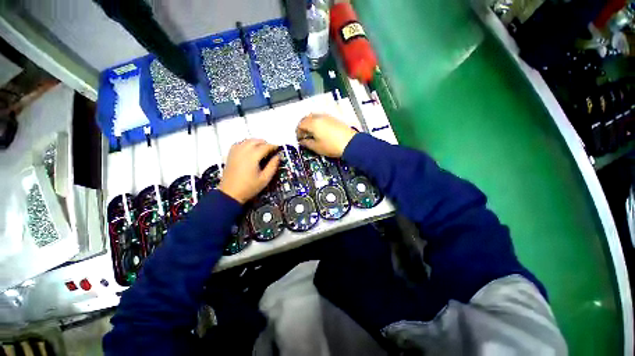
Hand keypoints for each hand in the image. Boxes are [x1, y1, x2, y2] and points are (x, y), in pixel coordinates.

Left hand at [218, 139, 279, 203]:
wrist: (230, 194)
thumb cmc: (249, 188)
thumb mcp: (265, 179)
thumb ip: (273, 166)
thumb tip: (277, 157)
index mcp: (252, 157)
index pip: (265, 147)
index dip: (273, 146)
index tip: (278, 148)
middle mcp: (243, 151)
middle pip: (256, 141)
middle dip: (265, 143)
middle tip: (271, 150)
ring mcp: (235, 152)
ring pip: (247, 141)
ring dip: (256, 142)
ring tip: (262, 149)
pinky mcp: (230, 155)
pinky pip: (239, 144)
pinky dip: (246, 144)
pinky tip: (249, 149)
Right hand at [296, 114, 356, 157]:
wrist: (350, 143)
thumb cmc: (332, 146)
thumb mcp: (317, 147)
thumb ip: (307, 143)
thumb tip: (302, 141)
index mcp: (313, 123)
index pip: (300, 125)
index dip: (298, 132)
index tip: (299, 139)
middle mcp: (319, 117)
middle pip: (306, 118)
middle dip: (303, 126)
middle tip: (304, 135)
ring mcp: (327, 116)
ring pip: (314, 117)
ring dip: (310, 124)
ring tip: (312, 133)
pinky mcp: (334, 118)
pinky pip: (322, 118)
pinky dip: (318, 123)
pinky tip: (321, 131)